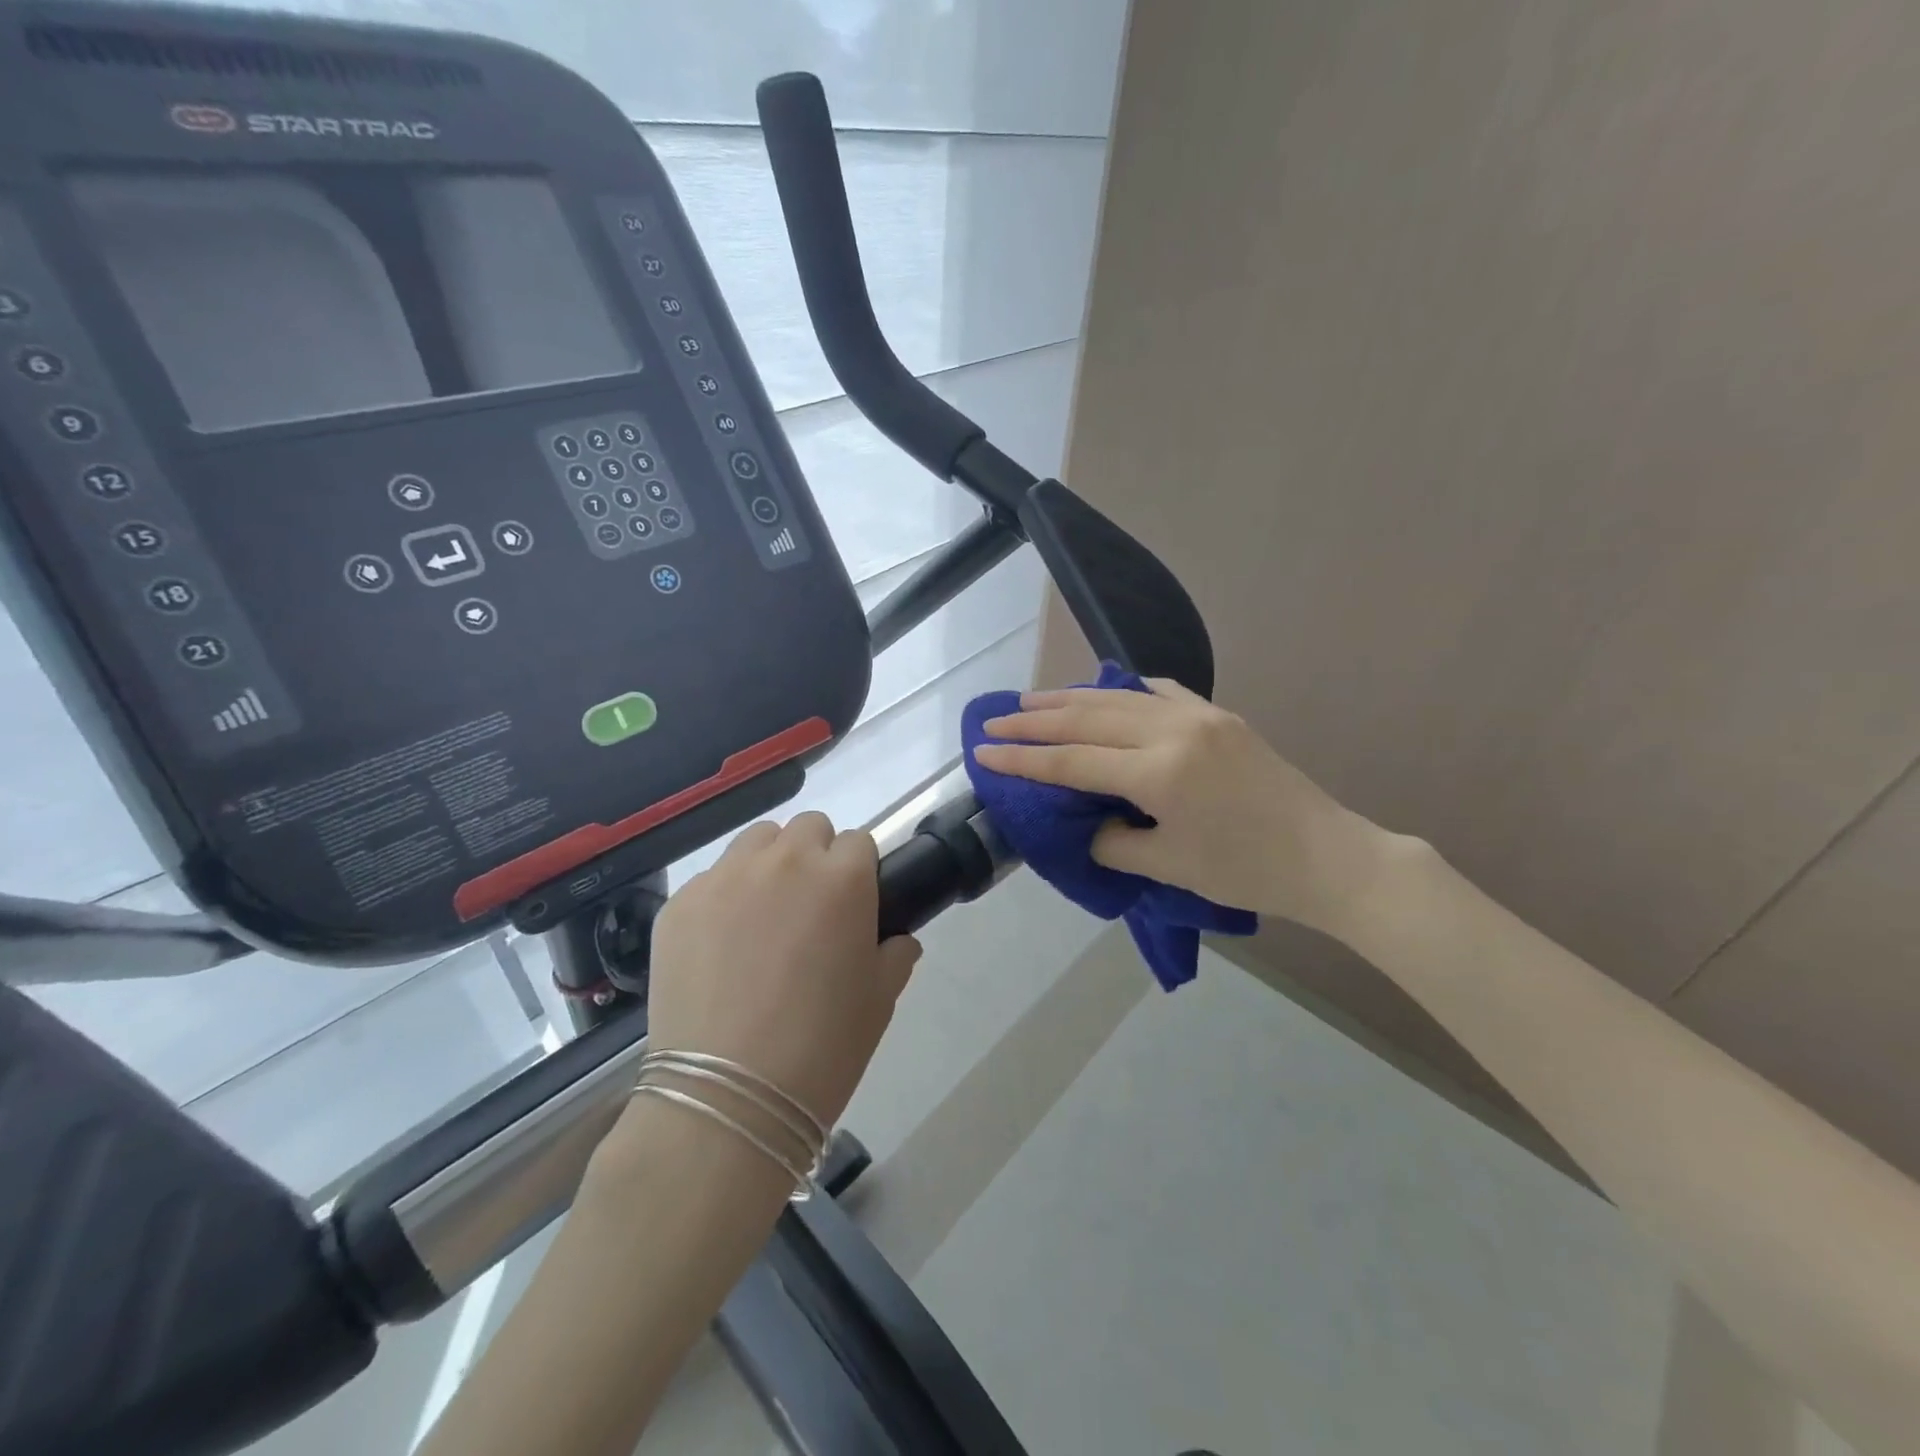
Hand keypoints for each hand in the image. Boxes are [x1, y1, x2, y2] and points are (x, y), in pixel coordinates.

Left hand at [645, 813, 920, 1129]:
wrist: (728, 1100)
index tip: (854, 907)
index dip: (860, 873)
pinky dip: (724, 898)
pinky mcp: (680, 904)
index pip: (859, 842)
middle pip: (808, 828)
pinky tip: (720, 948)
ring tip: (763, 917)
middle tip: (810, 910)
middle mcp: (785, 861)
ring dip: (770, 864)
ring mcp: (725, 878)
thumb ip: (896, 954)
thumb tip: (896, 939)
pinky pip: (712, 879)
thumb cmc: (822, 1048)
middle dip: (816, 857)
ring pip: (757, 842)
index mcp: (842, 878)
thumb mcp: (879, 1001)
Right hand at [973, 678, 1403, 938]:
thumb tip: (1086, 820)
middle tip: (995, 721)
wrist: (1329, 857)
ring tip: (1032, 700)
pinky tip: (1107, 690)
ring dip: (1070, 698)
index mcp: (1158, 772)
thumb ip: (1113, 840)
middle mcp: (1173, 730)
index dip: (1023, 758)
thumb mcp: (1167, 866)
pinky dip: (1124, 690)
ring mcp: (1199, 715)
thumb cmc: (1246, 871)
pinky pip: (1160, 691)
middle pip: (1086, 718)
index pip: (1071, 761)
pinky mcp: (1219, 715)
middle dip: (1035, 720)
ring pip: (1118, 697)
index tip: (983, 752)